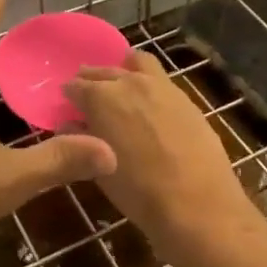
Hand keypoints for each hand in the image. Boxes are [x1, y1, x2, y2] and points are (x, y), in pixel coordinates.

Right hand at [61, 51, 254, 251]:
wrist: (197, 204)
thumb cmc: (138, 191)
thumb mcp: (99, 169)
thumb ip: (81, 139)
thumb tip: (71, 125)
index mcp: (101, 97)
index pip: (75, 86)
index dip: (69, 95)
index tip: (68, 105)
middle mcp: (129, 82)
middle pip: (103, 70)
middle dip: (92, 80)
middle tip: (89, 95)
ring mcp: (161, 86)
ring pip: (137, 62)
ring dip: (124, 70)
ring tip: (123, 87)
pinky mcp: (185, 97)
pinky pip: (160, 78)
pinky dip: (148, 83)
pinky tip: (151, 104)